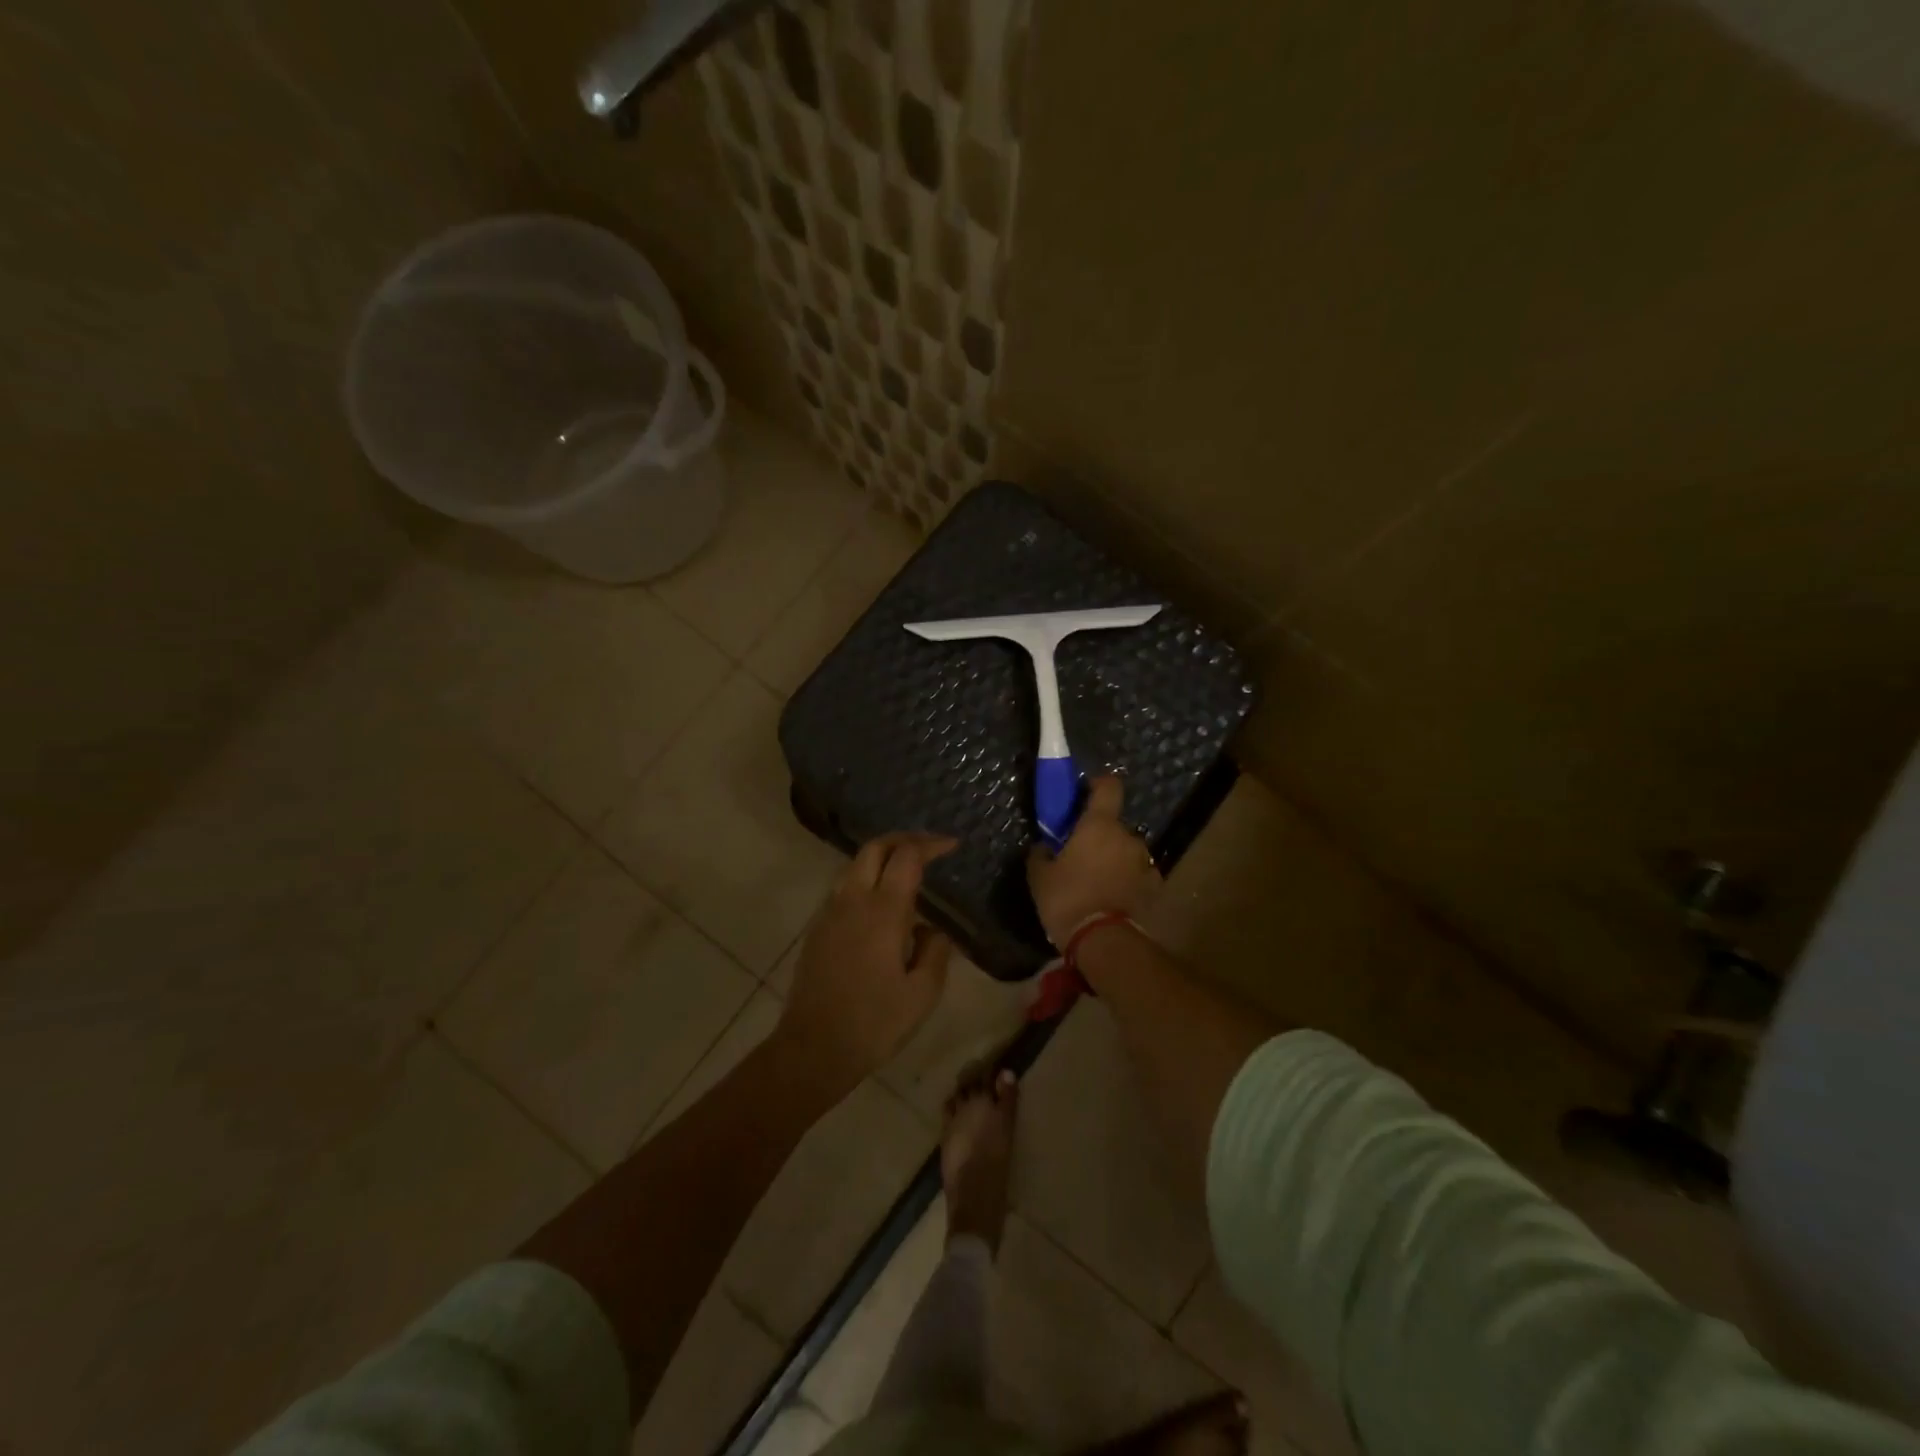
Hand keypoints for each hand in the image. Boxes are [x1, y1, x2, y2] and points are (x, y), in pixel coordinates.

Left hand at [774, 832, 956, 1101]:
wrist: (812, 1049)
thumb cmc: (874, 1024)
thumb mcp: (922, 994)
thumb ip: (936, 952)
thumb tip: (932, 929)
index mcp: (883, 911)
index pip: (907, 856)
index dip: (931, 844)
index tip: (952, 845)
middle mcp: (853, 901)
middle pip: (875, 848)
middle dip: (904, 839)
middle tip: (929, 847)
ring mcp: (830, 912)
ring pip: (855, 865)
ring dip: (882, 857)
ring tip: (907, 871)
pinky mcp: (817, 929)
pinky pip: (843, 888)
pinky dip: (866, 878)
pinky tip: (881, 904)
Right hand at [1026, 776, 1159, 945]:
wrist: (1105, 942)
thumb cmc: (1068, 899)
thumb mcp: (1040, 877)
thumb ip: (1041, 854)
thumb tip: (1043, 846)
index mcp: (1099, 825)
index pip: (1109, 786)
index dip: (1098, 784)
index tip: (1086, 792)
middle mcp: (1128, 837)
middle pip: (1114, 826)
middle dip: (1100, 836)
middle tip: (1081, 855)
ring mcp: (1145, 863)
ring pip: (1127, 852)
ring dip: (1115, 860)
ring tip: (1097, 883)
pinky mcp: (1155, 888)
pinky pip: (1138, 876)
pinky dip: (1127, 881)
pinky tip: (1113, 899)